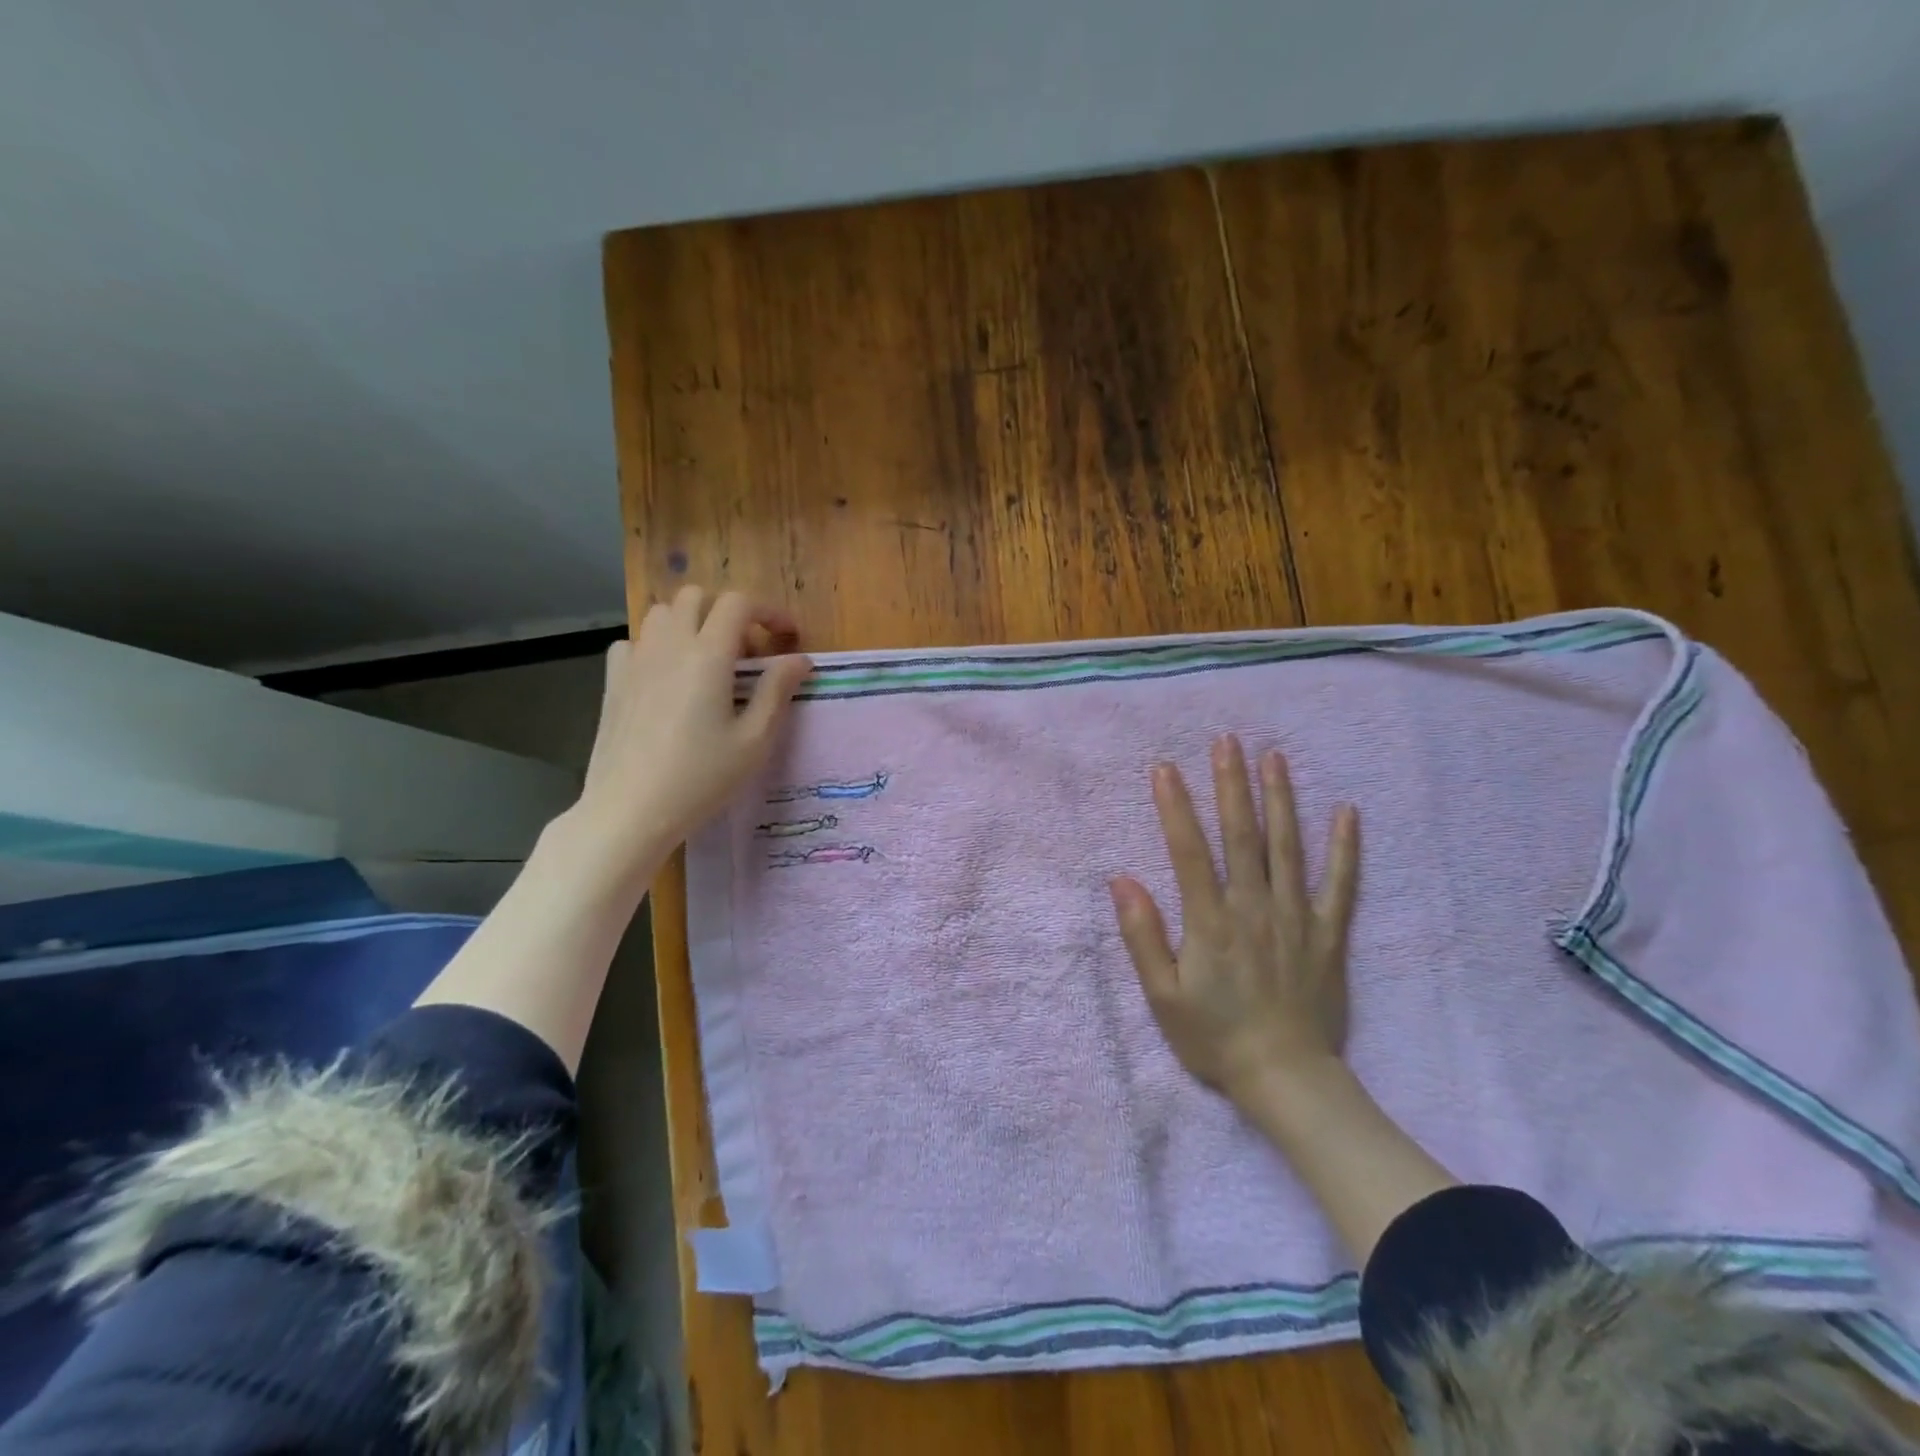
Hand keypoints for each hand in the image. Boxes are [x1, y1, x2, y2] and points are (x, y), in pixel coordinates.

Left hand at [557, 586, 811, 896]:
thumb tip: (799, 660)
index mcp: (709, 655)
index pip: (738, 603)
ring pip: (662, 613)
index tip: (786, 636)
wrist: (630, 810)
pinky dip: (655, 646)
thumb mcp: (754, 741)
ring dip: (690, 623)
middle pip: (696, 596)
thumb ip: (776, 691)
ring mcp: (635, 660)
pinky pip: (633, 642)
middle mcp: (670, 645)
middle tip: (746, 652)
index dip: (768, 611)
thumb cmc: (701, 778)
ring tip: (707, 661)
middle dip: (727, 612)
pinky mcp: (612, 680)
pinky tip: (666, 677)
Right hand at [1110, 735, 1359, 1104]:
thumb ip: (1142, 935)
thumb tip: (1121, 880)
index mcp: (1210, 921)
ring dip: (1280, 799)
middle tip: (1227, 740)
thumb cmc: (1214, 1037)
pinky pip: (1340, 884)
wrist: (1286, 1079)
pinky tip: (1347, 812)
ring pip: (1288, 847)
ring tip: (1274, 757)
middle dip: (1231, 785)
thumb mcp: (1162, 996)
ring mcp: (1295, 917)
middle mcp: (1254, 907)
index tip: (1164, 768)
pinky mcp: (1327, 934)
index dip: (1174, 807)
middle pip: (1241, 835)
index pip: (1189, 851)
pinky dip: (1345, 848)